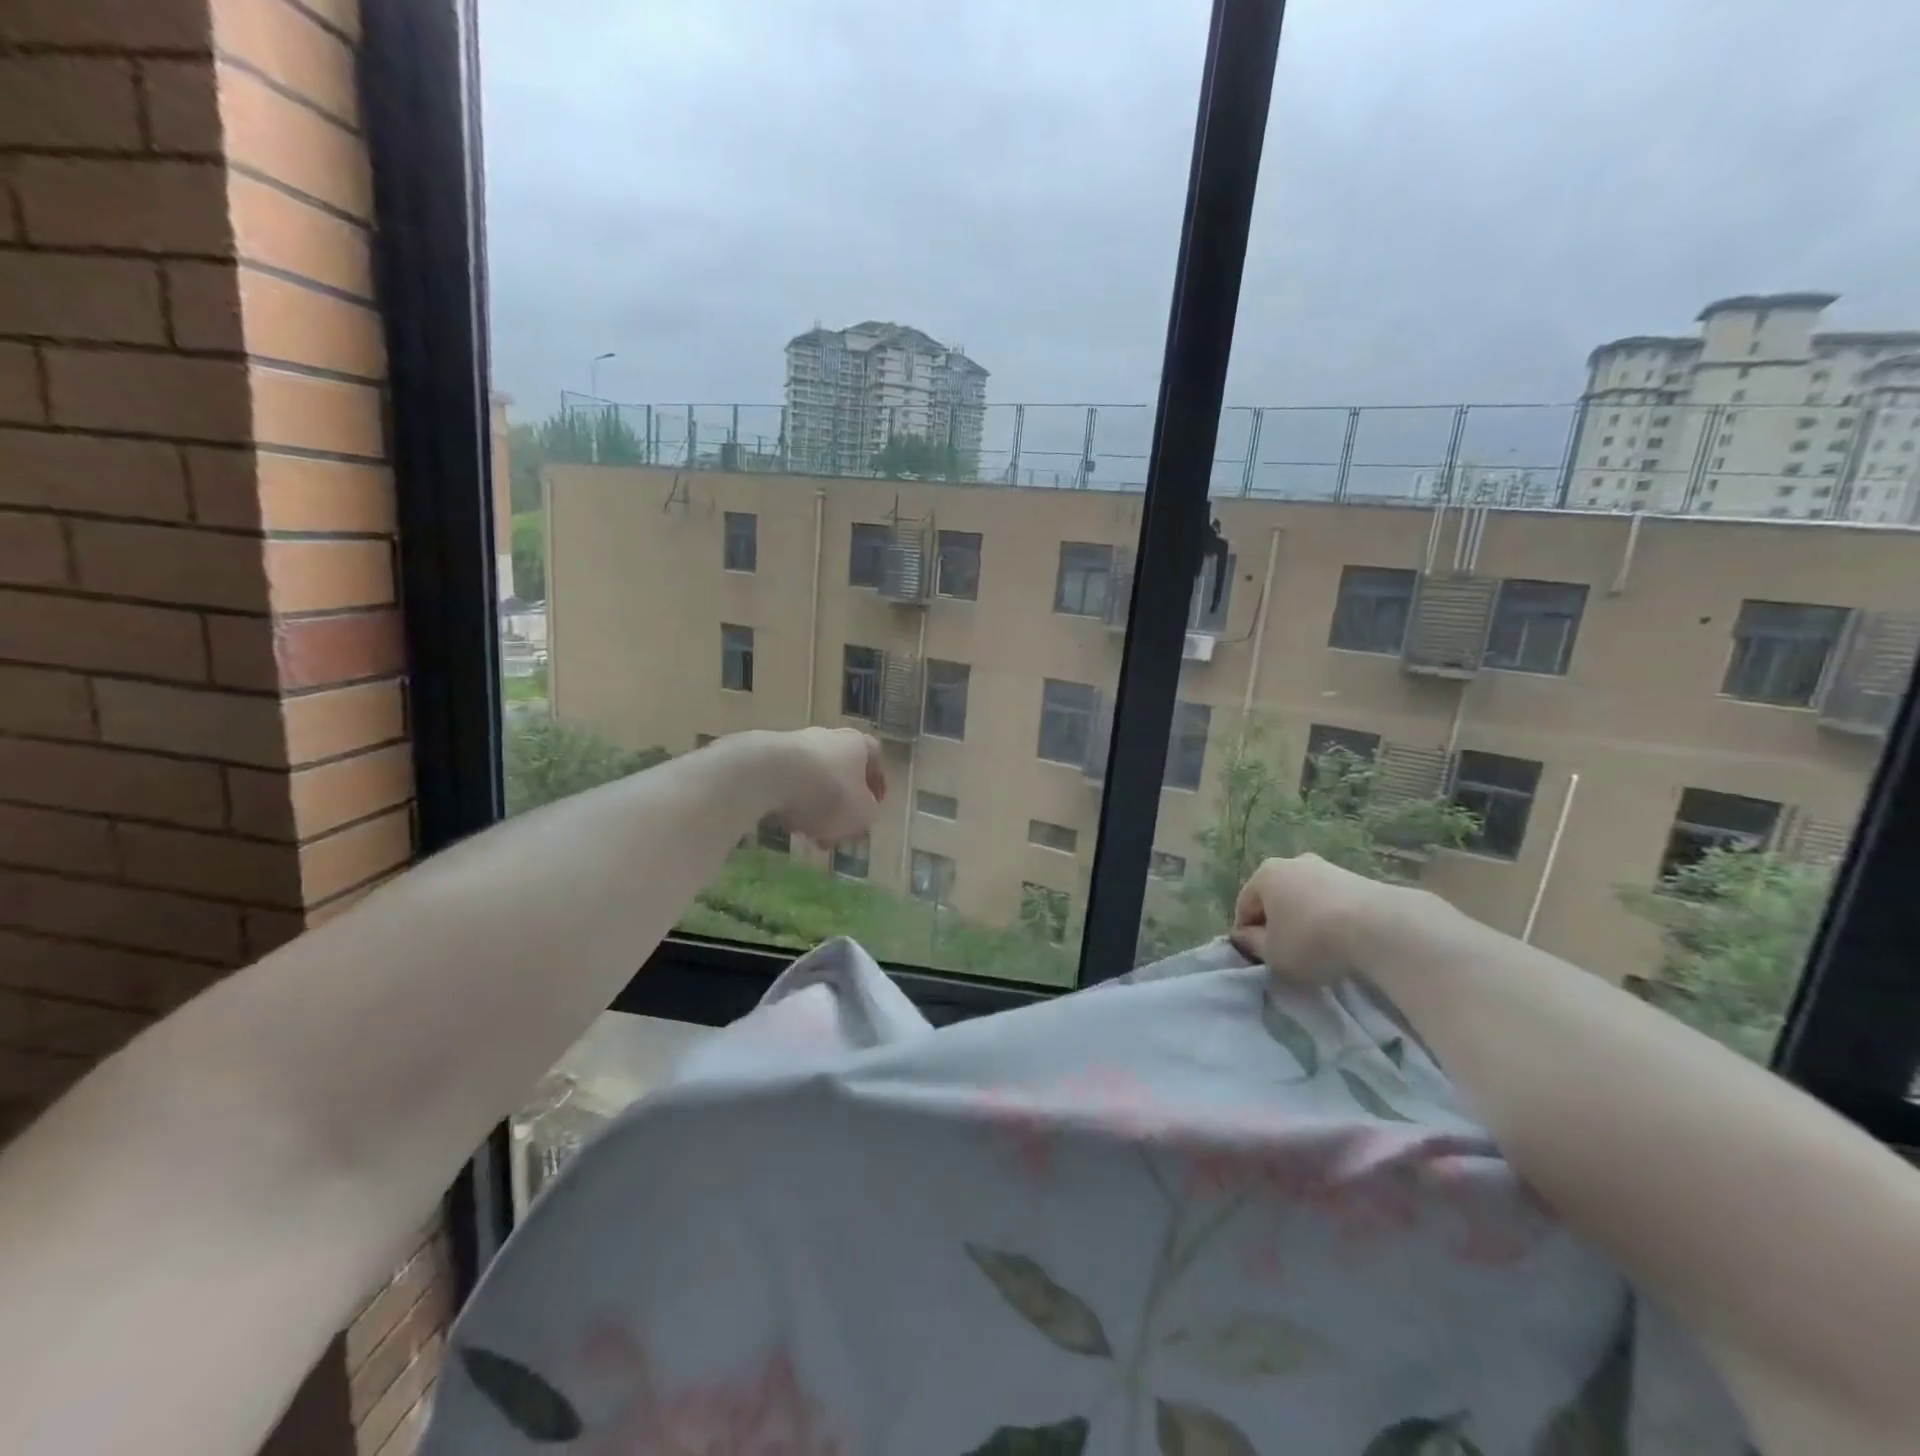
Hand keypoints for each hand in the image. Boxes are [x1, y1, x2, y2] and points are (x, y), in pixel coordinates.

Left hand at [770, 727, 884, 846]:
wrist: (769, 774)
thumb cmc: (829, 794)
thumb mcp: (861, 815)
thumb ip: (866, 816)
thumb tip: (861, 815)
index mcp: (859, 745)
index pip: (874, 760)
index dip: (875, 785)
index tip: (872, 808)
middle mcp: (829, 737)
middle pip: (841, 771)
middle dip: (840, 804)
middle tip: (837, 829)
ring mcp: (795, 743)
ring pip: (812, 779)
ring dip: (813, 806)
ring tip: (808, 833)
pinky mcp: (766, 756)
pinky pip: (785, 782)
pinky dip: (788, 802)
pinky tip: (784, 823)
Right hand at [1230, 853, 1423, 983]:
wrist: (1379, 928)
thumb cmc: (1311, 939)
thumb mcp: (1272, 954)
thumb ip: (1252, 944)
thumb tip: (1245, 936)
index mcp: (1265, 875)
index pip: (1245, 906)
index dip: (1247, 934)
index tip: (1258, 957)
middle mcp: (1293, 863)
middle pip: (1276, 897)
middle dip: (1278, 922)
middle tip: (1287, 952)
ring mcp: (1328, 867)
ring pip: (1306, 898)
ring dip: (1306, 919)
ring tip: (1320, 949)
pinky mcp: (1359, 878)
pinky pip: (1333, 902)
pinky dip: (1333, 918)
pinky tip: (1344, 940)